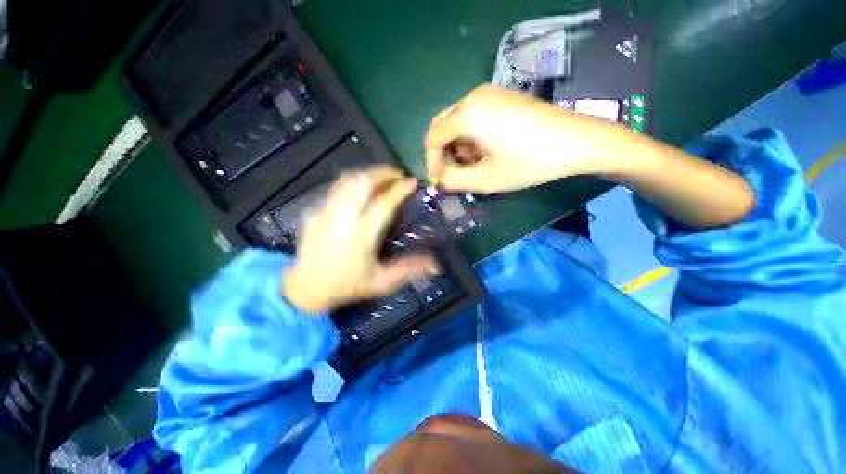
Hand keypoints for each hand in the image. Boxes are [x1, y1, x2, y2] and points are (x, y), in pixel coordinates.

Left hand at [283, 167, 437, 312]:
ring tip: (382, 178)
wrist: (306, 288)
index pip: (383, 205)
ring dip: (367, 174)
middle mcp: (342, 220)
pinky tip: (361, 190)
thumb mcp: (382, 283)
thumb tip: (434, 261)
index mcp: (361, 237)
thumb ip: (408, 269)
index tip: (412, 182)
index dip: (399, 190)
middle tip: (397, 174)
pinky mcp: (315, 212)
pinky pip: (337, 189)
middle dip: (382, 173)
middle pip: (361, 184)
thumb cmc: (347, 286)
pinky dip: (353, 183)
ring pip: (346, 181)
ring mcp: (325, 213)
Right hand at [425, 84, 613, 192]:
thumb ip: (454, 181)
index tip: (440, 180)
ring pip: (457, 122)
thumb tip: (439, 178)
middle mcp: (473, 97)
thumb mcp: (486, 179)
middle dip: (445, 154)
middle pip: (442, 127)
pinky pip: (473, 116)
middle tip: (457, 173)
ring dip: (458, 146)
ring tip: (476, 164)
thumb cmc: (529, 162)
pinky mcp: (501, 96)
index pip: (432, 138)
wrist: (577, 141)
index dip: (431, 162)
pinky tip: (487, 150)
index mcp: (467, 114)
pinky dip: (471, 136)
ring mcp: (489, 93)